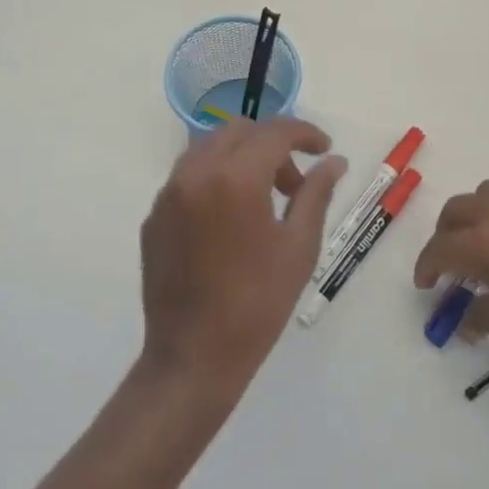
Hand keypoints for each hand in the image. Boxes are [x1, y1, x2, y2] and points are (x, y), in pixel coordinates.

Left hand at [139, 118, 346, 400]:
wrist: (194, 356)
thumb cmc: (258, 303)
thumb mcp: (299, 246)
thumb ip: (315, 193)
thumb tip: (334, 162)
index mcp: (235, 178)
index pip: (274, 132)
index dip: (305, 134)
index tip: (325, 150)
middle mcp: (195, 173)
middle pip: (238, 131)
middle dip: (272, 144)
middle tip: (294, 182)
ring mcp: (168, 195)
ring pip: (208, 149)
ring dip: (241, 157)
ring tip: (263, 199)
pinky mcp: (153, 217)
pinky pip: (188, 178)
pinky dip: (215, 179)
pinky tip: (231, 220)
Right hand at [413, 180, 488, 389]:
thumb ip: (478, 316)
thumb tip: (467, 315)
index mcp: (486, 243)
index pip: (441, 248)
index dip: (426, 266)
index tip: (425, 284)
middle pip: (460, 208)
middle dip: (446, 233)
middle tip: (451, 262)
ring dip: (480, 217)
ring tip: (488, 247)